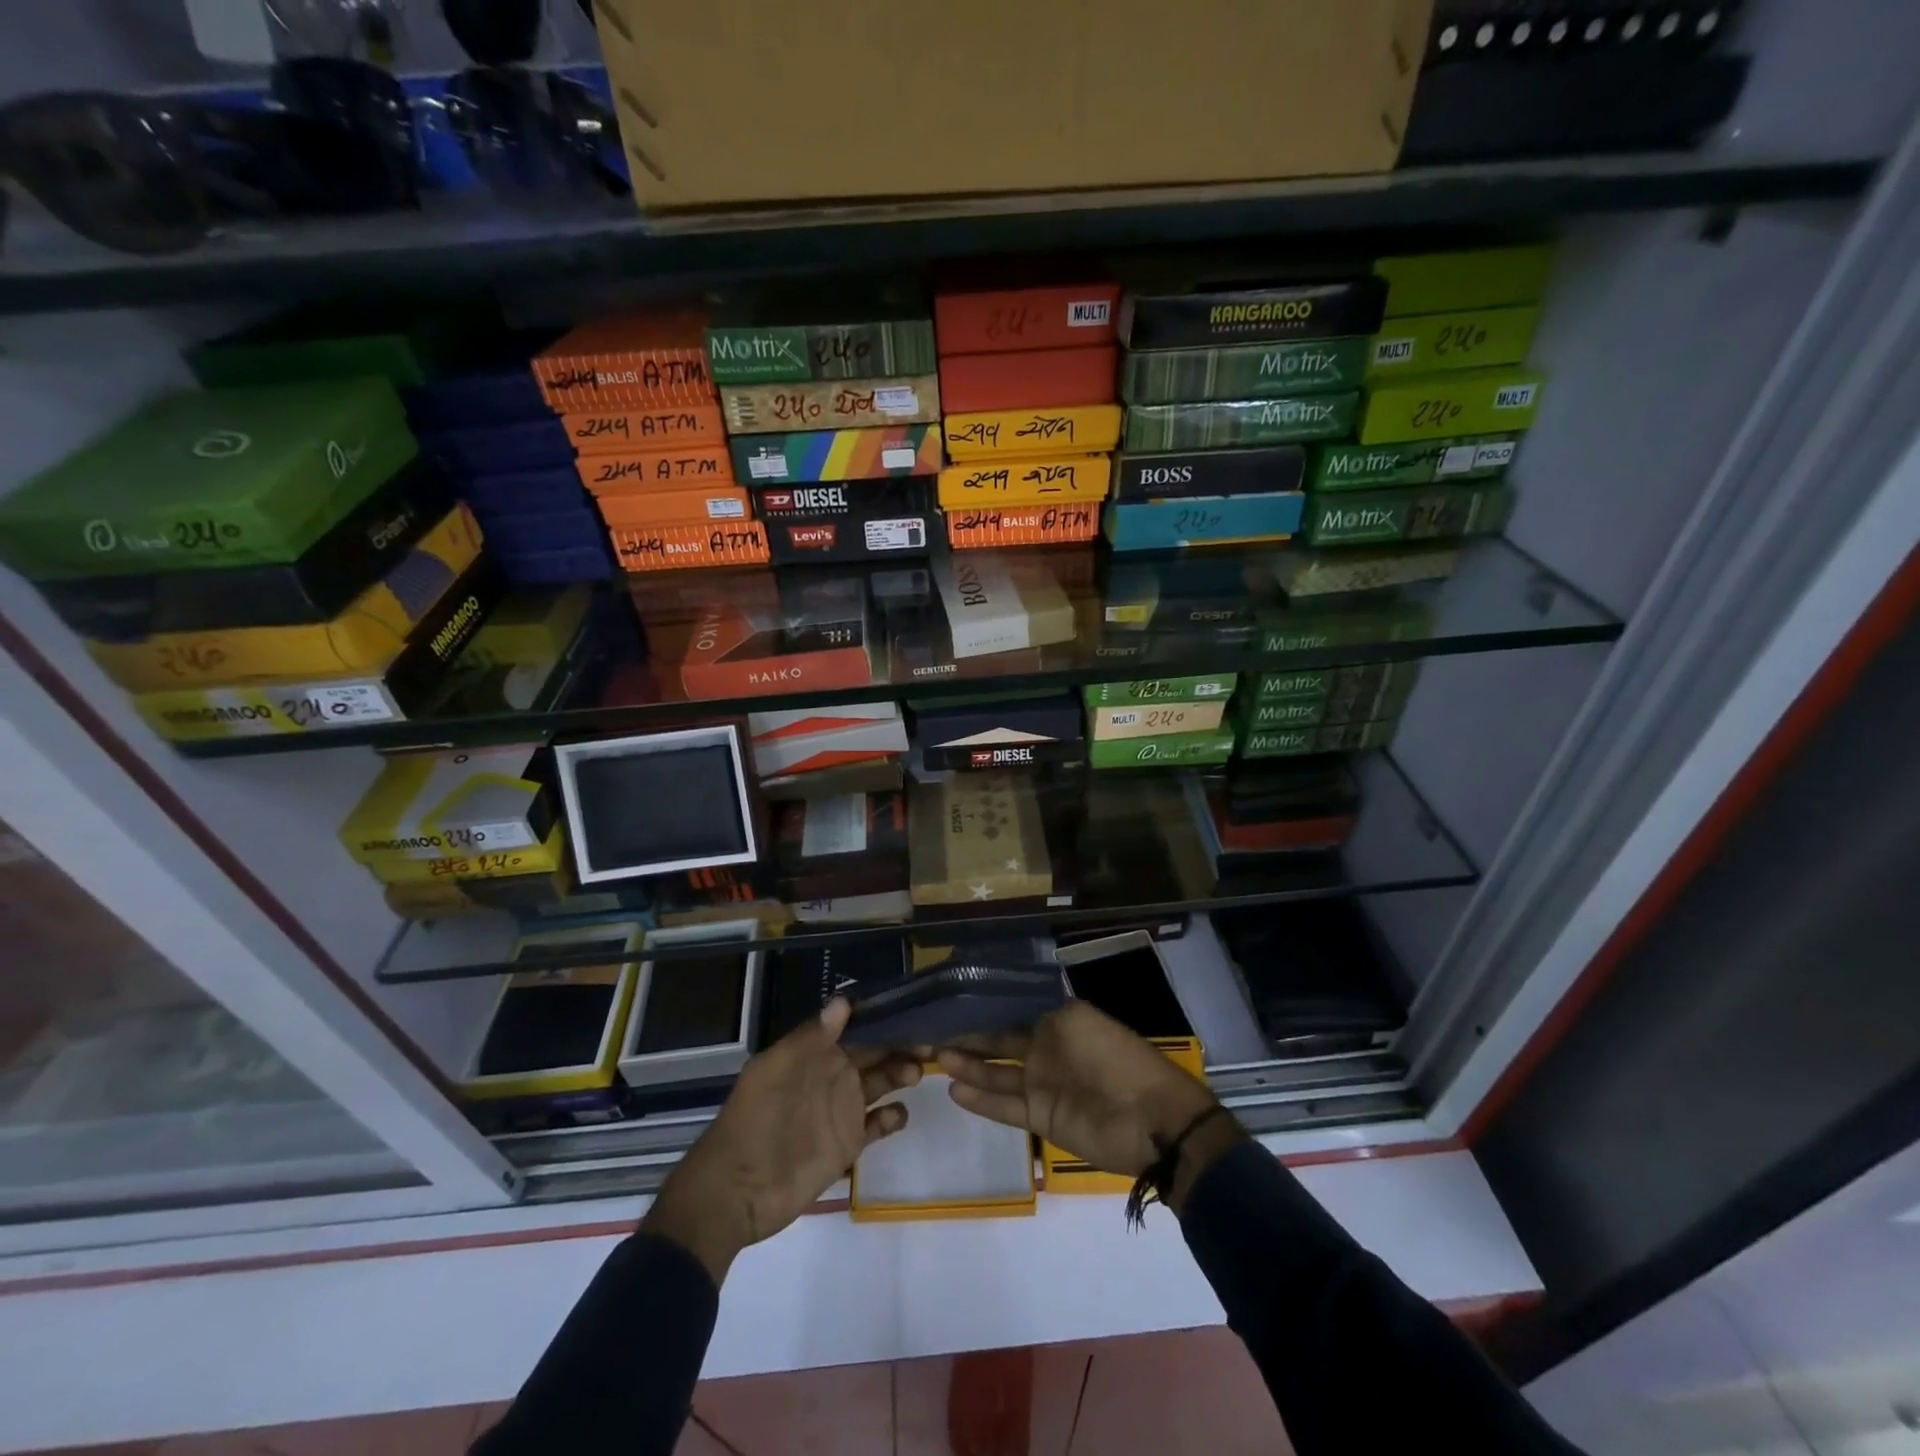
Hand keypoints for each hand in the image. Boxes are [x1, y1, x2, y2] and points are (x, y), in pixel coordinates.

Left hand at [642, 997, 920, 1281]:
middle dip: (901, 1044)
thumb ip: (810, 1038)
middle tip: (930, 1042)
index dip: (882, 1019)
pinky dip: (892, 1118)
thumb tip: (844, 1000)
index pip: (856, 1028)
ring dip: (901, 1074)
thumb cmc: (753, 1121)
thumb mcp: (775, 1071)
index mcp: (815, 1054)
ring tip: (916, 1074)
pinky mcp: (848, 1145)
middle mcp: (833, 1076)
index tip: (912, 1009)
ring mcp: (842, 1111)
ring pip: (881, 1083)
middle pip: (875, 1053)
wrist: (735, 1190)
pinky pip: (877, 1126)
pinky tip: (900, 1114)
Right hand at [939, 1001, 1242, 1213]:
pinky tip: (953, 1089)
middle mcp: (1046, 1048)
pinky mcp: (1042, 1117)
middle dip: (969, 1037)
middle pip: (999, 1041)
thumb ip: (1039, 1012)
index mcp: (1057, 1020)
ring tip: (933, 1057)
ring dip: (968, 1066)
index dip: (982, 1008)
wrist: (1151, 1119)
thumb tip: (1004, 1000)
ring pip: (996, 1074)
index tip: (949, 1002)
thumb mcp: (1078, 1019)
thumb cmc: (1114, 1058)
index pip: (1011, 1011)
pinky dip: (981, 1099)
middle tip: (930, 1032)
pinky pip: (1005, 1106)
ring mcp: (1042, 1084)